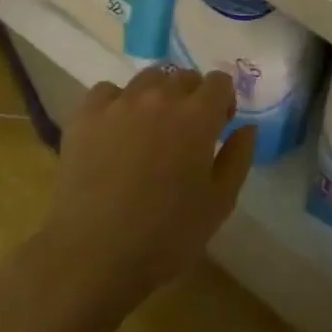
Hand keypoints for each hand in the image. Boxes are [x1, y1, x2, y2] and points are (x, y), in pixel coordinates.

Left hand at [45, 66, 256, 293]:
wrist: (93, 255)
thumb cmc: (166, 235)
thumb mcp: (219, 203)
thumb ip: (238, 158)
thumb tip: (246, 127)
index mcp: (198, 116)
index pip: (219, 81)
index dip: (223, 101)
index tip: (219, 127)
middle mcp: (160, 98)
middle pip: (183, 77)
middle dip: (191, 97)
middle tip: (185, 132)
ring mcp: (119, 103)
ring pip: (146, 79)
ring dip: (156, 96)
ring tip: (149, 129)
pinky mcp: (85, 116)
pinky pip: (107, 92)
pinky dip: (117, 103)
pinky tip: (114, 131)